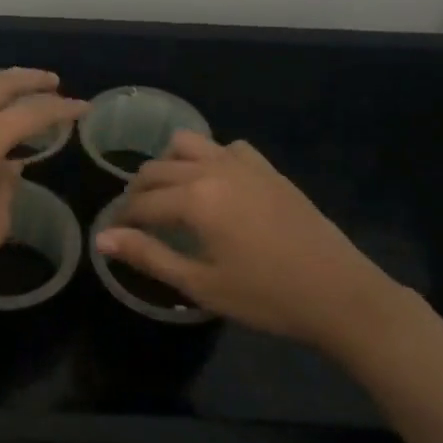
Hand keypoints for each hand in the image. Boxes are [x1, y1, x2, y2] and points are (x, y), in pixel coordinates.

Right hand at [93, 132, 411, 356]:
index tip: (114, 236)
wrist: (340, 294)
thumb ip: (148, 256)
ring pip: (188, 145)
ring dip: (169, 165)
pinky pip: (227, 148)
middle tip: (136, 222)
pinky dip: (210, 159)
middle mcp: (213, 170)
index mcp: (195, 199)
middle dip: (139, 193)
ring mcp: (244, 165)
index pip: (142, 203)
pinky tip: (215, 185)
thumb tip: (102, 239)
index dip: (122, 220)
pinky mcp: (268, 170)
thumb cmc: (265, 296)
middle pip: (158, 169)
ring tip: (170, 196)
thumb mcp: (200, 284)